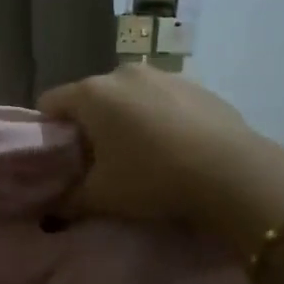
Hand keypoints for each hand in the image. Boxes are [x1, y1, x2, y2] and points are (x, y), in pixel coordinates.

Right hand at [39, 65, 283, 242]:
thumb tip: (49, 210)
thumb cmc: (152, 178)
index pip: (49, 102)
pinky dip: (159, 118)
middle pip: (89, 97)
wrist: (234, 174)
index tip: (60, 159)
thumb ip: (66, 201)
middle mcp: (122, 73)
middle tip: (98, 162)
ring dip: (125, 119)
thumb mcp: (100, 197)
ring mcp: (164, 75)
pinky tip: (174, 149)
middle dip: (88, 125)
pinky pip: (163, 100)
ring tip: (140, 155)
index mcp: (91, 93)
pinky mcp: (198, 86)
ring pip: (128, 96)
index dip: (49, 132)